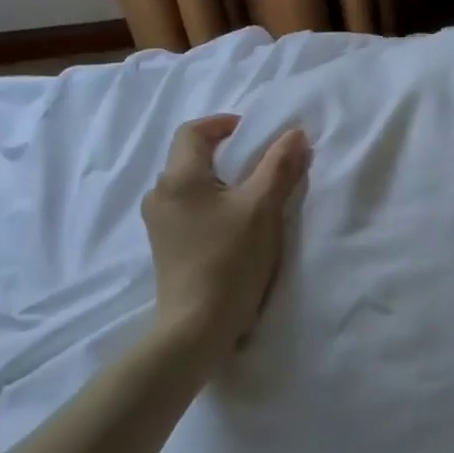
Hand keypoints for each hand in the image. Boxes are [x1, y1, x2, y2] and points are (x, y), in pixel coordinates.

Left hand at [143, 115, 311, 357]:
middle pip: (190, 157)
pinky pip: (189, 209)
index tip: (255, 132)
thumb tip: (295, 133)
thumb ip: (279, 166)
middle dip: (226, 152)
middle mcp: (160, 195)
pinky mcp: (166, 247)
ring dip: (220, 180)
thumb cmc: (229, 260)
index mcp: (178, 178)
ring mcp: (159, 224)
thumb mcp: (262, 208)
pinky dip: (212, 203)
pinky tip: (235, 223)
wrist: (196, 328)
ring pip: (190, 185)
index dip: (224, 124)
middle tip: (261, 161)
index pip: (193, 131)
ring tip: (253, 193)